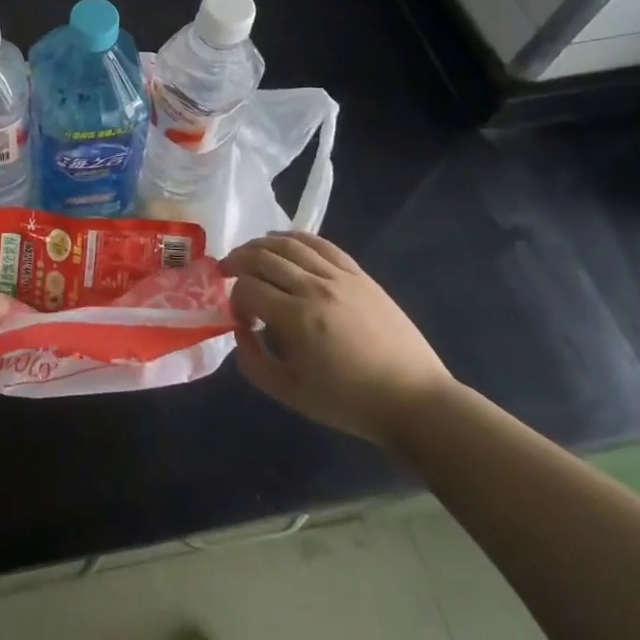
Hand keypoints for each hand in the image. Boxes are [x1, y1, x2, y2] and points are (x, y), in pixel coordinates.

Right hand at [222, 233, 452, 448]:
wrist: (413, 400)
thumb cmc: (348, 402)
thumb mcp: (289, 393)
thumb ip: (252, 361)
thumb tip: (240, 329)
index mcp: (296, 318)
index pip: (247, 288)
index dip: (234, 300)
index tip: (242, 320)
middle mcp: (314, 288)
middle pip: (262, 257)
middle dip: (236, 261)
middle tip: (225, 271)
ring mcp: (340, 277)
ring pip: (289, 244)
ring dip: (260, 245)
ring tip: (248, 254)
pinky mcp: (359, 275)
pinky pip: (321, 244)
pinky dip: (295, 238)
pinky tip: (282, 243)